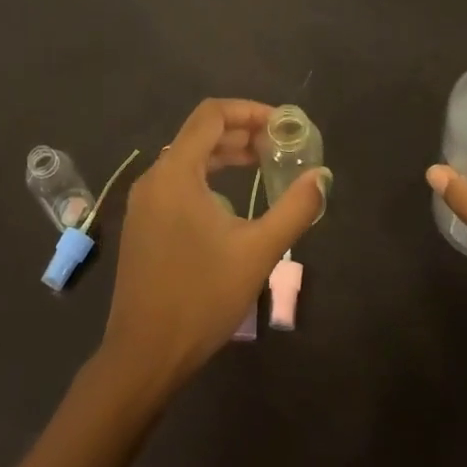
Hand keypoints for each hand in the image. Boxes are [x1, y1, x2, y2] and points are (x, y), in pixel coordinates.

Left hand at [99, 99, 329, 394]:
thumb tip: (322, 176)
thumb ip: (294, 209)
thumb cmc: (201, 297)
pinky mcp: (144, 224)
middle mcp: (154, 178)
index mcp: (175, 173)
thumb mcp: (257, 252)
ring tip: (263, 164)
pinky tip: (232, 201)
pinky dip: (208, 177)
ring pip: (188, 159)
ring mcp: (145, 202)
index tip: (283, 125)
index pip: (212, 115)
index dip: (250, 110)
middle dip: (242, 132)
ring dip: (225, 155)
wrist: (144, 355)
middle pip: (200, 134)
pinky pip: (178, 182)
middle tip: (280, 145)